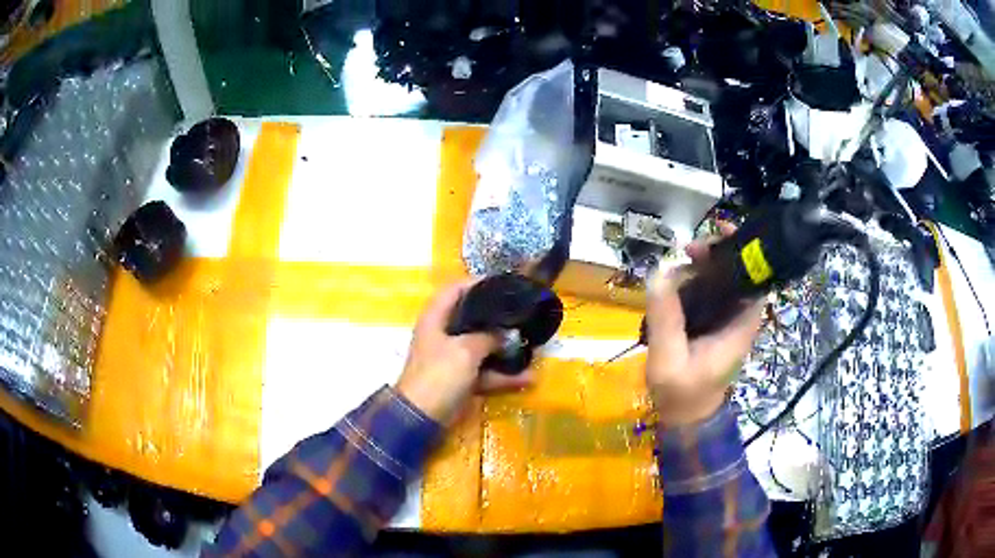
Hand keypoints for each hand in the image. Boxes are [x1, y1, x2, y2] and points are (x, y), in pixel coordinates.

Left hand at [396, 281, 532, 423]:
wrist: (422, 417)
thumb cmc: (439, 375)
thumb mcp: (465, 351)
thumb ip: (488, 337)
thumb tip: (506, 335)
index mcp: (436, 319)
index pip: (454, 290)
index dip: (476, 283)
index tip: (503, 284)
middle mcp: (443, 335)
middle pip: (471, 318)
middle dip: (496, 318)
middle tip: (522, 313)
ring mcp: (452, 359)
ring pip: (482, 348)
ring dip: (505, 350)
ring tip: (531, 346)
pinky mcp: (461, 380)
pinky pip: (485, 373)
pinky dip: (503, 376)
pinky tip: (528, 378)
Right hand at [645, 223, 764, 425]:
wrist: (685, 417)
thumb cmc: (682, 393)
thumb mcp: (669, 359)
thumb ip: (666, 318)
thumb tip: (660, 271)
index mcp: (740, 326)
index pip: (757, 280)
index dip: (747, 253)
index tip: (724, 233)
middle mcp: (739, 318)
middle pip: (739, 274)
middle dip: (718, 254)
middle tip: (688, 248)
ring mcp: (725, 321)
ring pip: (723, 281)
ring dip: (705, 265)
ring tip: (679, 258)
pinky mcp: (712, 324)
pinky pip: (709, 293)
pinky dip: (696, 279)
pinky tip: (677, 277)